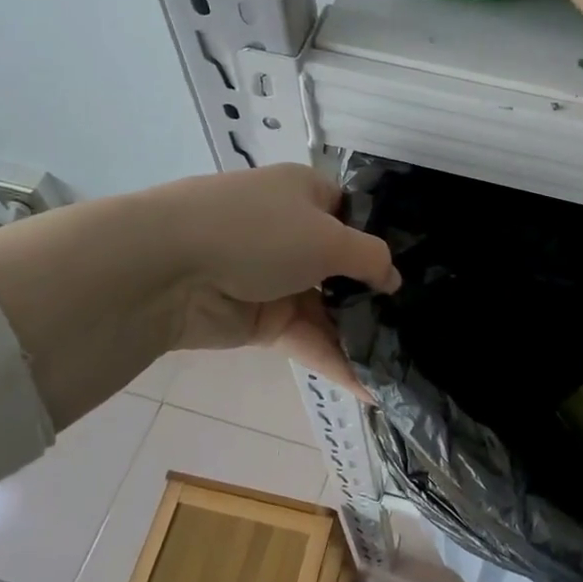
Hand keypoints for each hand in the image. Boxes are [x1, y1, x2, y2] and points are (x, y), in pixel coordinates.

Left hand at [152, 164, 398, 383]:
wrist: (166, 268)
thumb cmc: (258, 232)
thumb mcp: (328, 237)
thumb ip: (370, 258)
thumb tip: (393, 279)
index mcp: (306, 193)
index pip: (353, 214)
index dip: (380, 241)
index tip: (414, 273)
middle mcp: (292, 231)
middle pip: (342, 266)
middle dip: (374, 295)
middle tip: (416, 325)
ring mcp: (274, 277)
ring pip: (326, 307)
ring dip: (358, 334)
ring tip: (402, 363)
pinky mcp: (259, 320)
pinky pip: (306, 338)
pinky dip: (334, 360)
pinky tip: (370, 388)